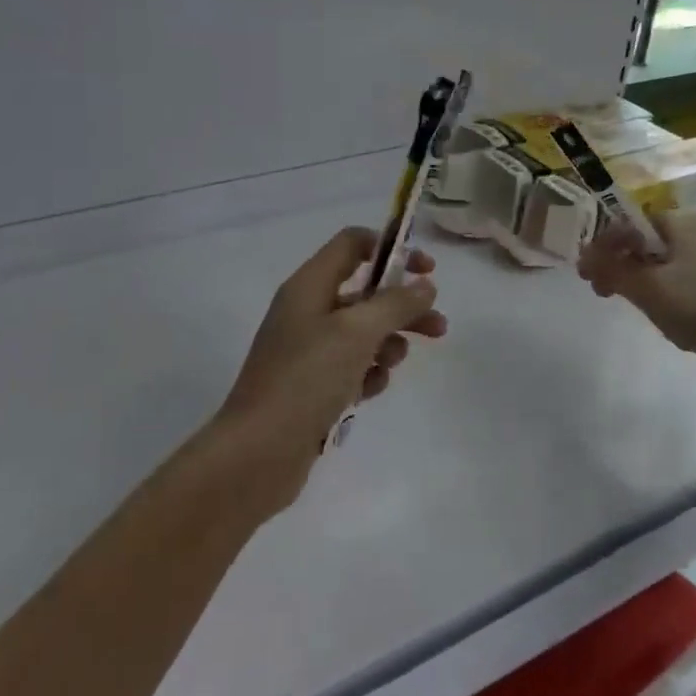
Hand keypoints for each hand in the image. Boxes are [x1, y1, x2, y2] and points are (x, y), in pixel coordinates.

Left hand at [215, 228, 448, 501]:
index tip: (427, 271)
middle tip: (437, 327)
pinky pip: (351, 367)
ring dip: (387, 344)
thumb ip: (395, 304)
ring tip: (391, 365)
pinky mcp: (312, 385)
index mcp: (309, 286)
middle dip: (402, 307)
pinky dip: (366, 374)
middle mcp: (307, 311)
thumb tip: (425, 285)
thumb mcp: (357, 333)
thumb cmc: (307, 379)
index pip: (353, 244)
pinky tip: (368, 393)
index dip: (392, 249)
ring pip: (362, 333)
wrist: (258, 452)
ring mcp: (308, 350)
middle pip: (365, 292)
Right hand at [577, 210, 695, 380]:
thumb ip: (612, 269)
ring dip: (653, 277)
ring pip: (678, 258)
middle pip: (654, 240)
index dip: (604, 248)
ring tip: (648, 309)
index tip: (589, 279)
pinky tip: (684, 315)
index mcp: (686, 220)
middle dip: (627, 264)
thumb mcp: (649, 291)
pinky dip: (682, 287)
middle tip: (611, 295)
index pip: (631, 223)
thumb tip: (585, 255)